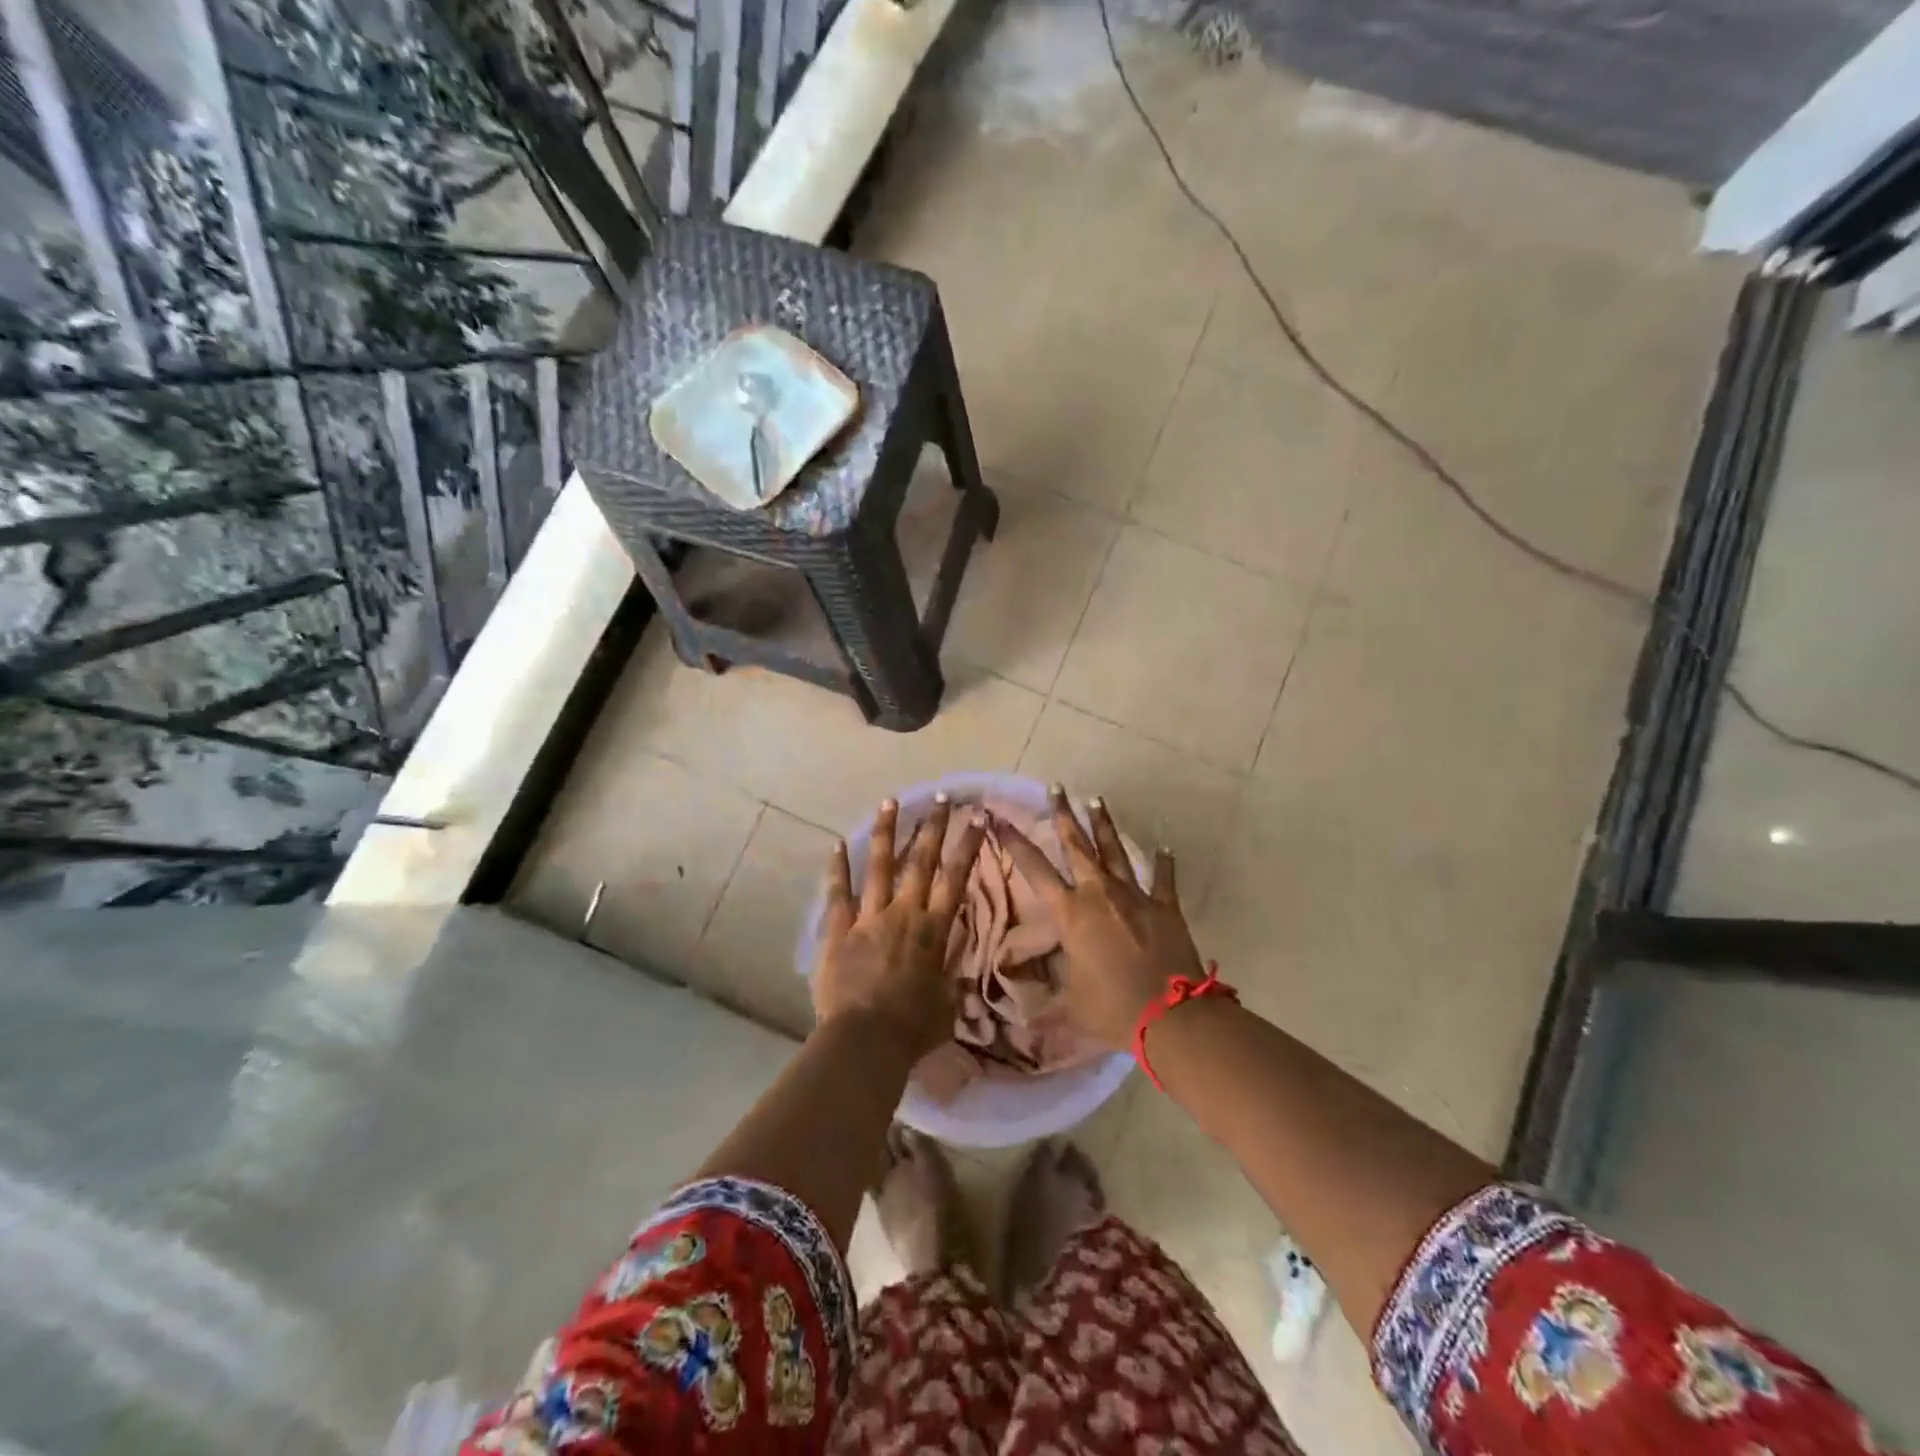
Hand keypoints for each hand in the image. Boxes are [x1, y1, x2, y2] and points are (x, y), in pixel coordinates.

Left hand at [814, 795, 984, 1059]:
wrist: (866, 1040)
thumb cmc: (913, 1028)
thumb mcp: (947, 1003)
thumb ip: (951, 974)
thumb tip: (959, 960)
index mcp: (933, 930)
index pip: (956, 877)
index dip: (968, 844)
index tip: (977, 815)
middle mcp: (903, 913)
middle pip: (920, 861)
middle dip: (932, 826)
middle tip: (940, 797)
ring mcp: (868, 918)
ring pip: (879, 866)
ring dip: (885, 832)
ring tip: (889, 801)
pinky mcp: (838, 930)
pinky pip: (838, 893)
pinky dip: (838, 868)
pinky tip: (837, 843)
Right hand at [995, 786, 1203, 1049]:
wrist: (1171, 1017)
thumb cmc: (1112, 1009)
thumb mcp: (1069, 1007)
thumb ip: (1044, 1004)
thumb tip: (1018, 1020)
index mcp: (1071, 913)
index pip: (1034, 869)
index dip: (1014, 842)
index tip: (998, 817)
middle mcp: (1099, 894)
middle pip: (1077, 845)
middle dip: (1063, 814)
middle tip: (1056, 787)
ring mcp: (1135, 896)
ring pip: (1115, 851)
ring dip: (1104, 824)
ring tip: (1096, 799)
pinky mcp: (1165, 906)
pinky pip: (1163, 878)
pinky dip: (1163, 861)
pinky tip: (1164, 845)